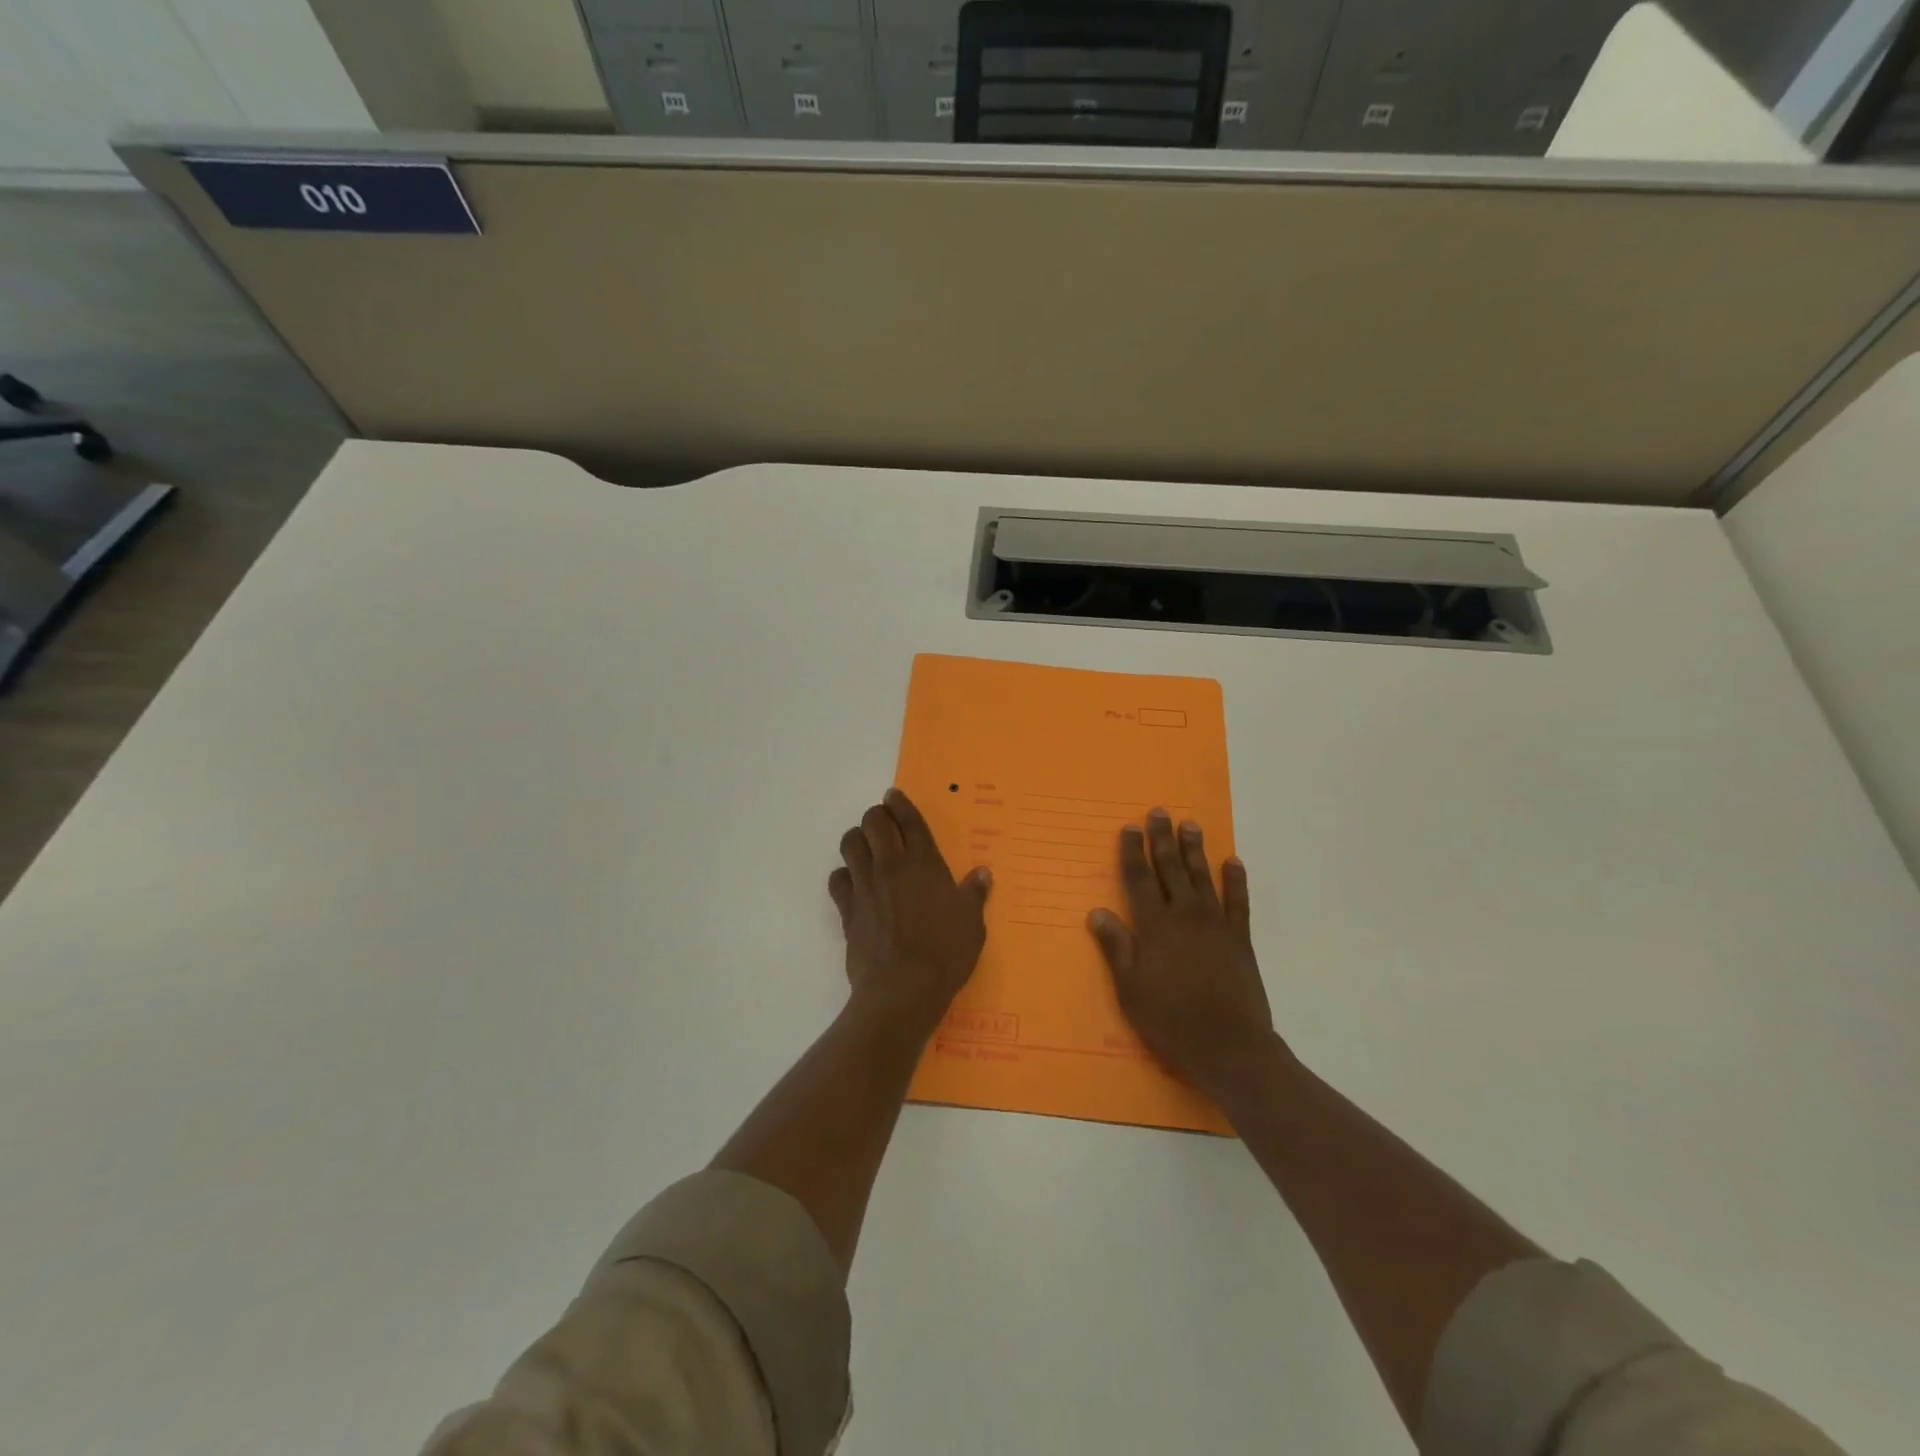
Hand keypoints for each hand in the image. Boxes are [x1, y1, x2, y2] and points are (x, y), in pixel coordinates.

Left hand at [828, 788, 991, 1039]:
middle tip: (882, 821)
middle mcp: (891, 866)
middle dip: (876, 815)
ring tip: (866, 847)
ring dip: (857, 839)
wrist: (903, 990)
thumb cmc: (945, 954)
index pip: (909, 821)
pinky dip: (843, 876)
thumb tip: (982, 873)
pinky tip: (852, 884)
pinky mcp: (848, 910)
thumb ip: (974, 894)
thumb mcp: (973, 924)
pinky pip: (837, 880)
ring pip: (850, 844)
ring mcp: (866, 886)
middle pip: (874, 823)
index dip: (900, 804)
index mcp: (925, 864)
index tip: (893, 795)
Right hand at [1088, 810, 1281, 1101]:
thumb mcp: (1130, 988)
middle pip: (1171, 869)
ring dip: (1195, 849)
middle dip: (1163, 839)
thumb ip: (1116, 947)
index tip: (1130, 827)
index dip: (1133, 852)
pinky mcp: (1240, 939)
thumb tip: (1097, 912)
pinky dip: (1236, 880)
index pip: (1139, 879)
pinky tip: (1233, 862)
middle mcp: (1184, 915)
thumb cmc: (1170, 1019)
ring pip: (1202, 877)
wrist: (1228, 1045)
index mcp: (1154, 926)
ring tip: (1191, 824)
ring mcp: (1215, 924)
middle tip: (1160, 812)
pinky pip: (1238, 902)